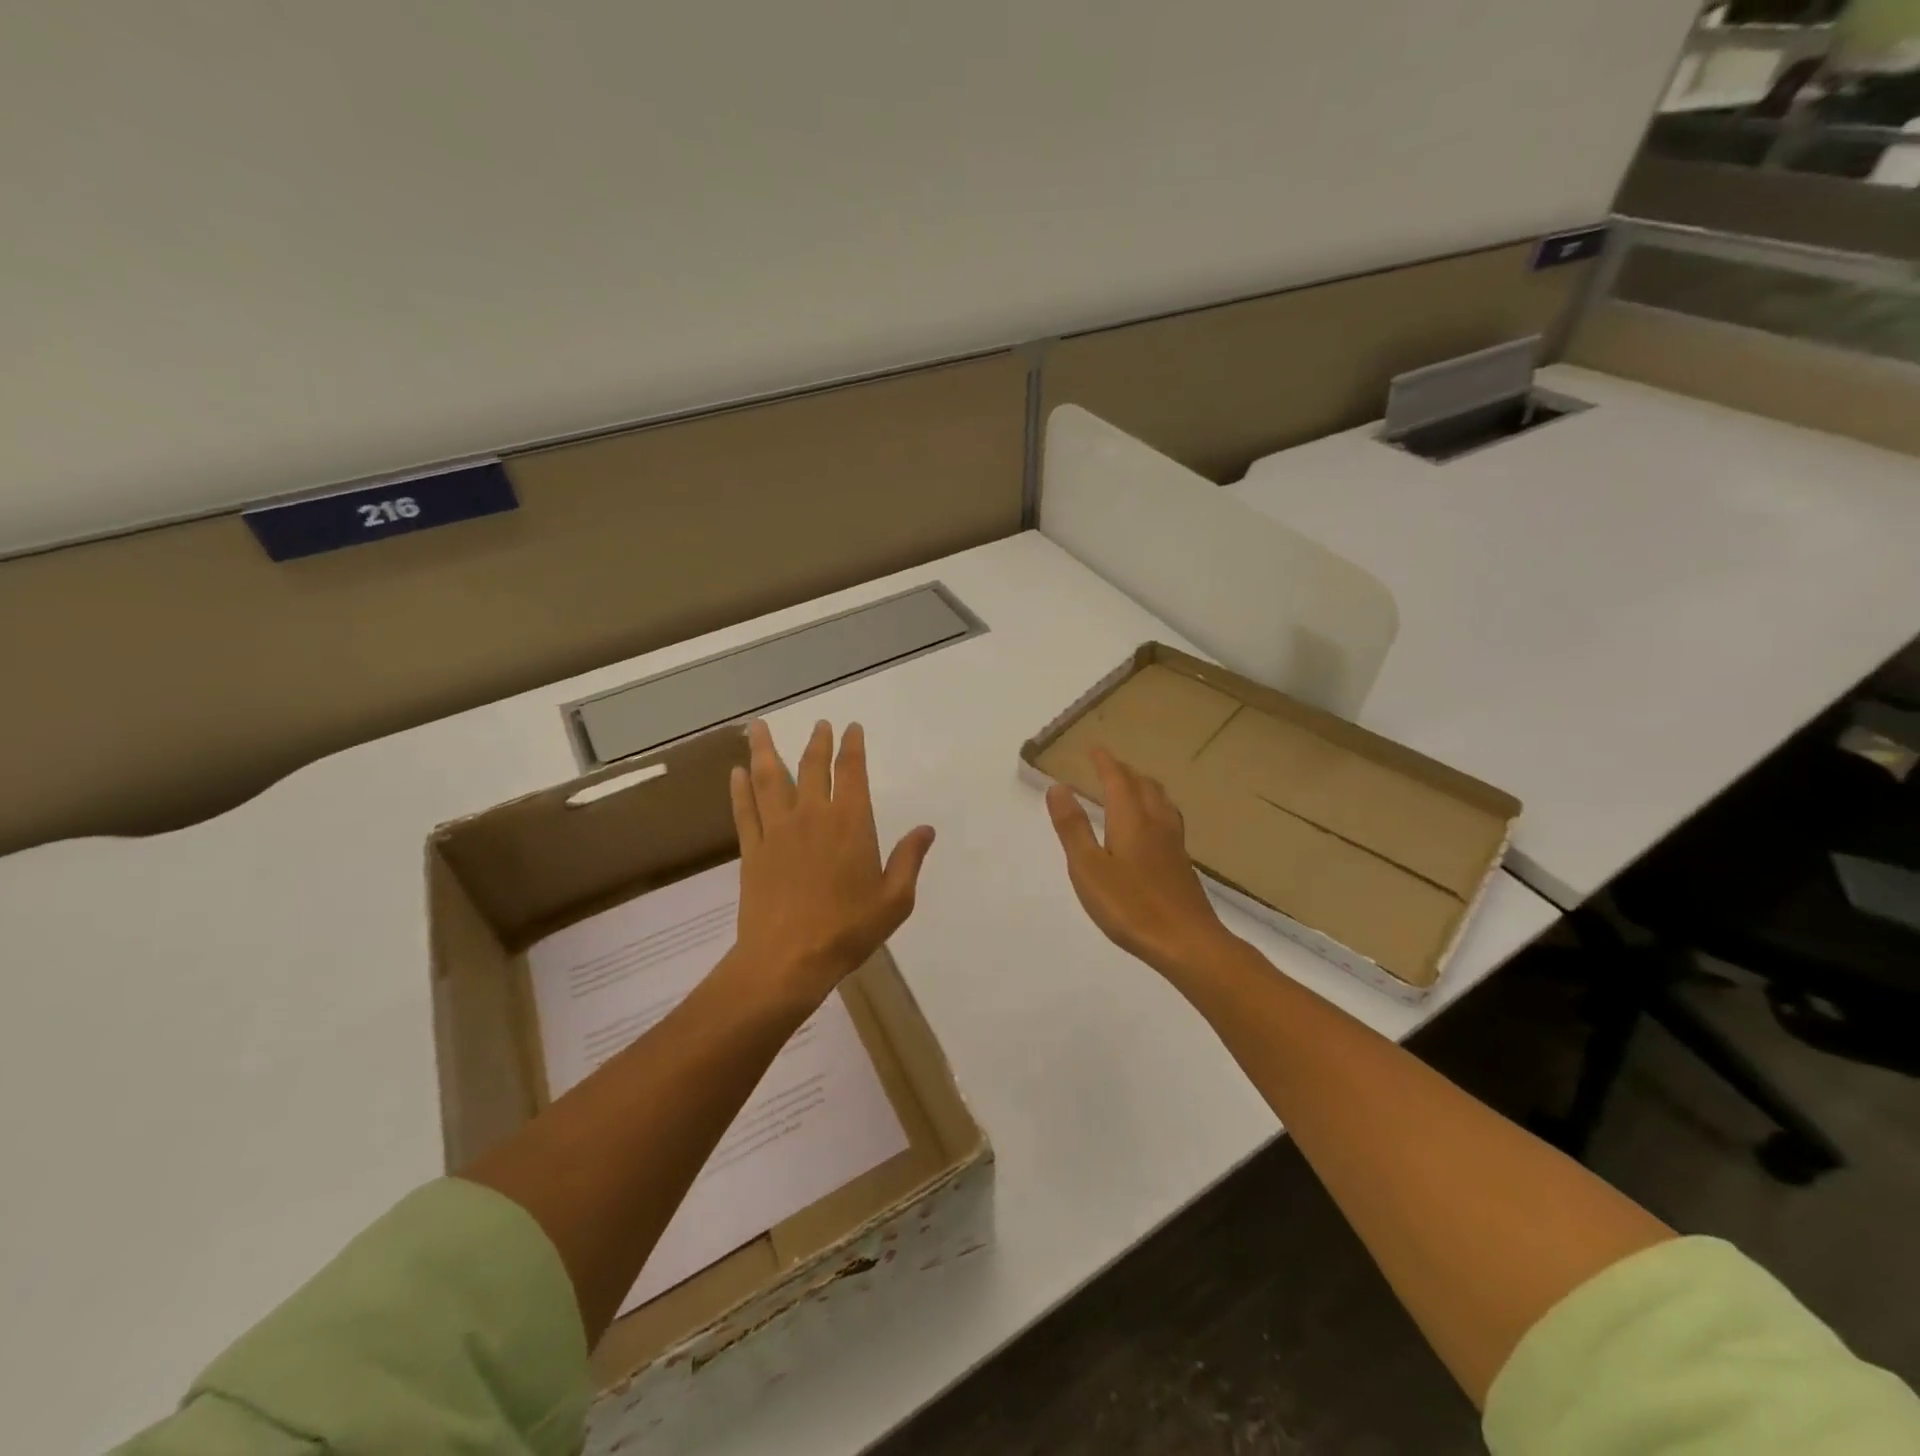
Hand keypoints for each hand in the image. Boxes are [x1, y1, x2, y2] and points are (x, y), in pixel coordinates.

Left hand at [728, 719, 935, 1007]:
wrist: (789, 959)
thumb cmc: (848, 929)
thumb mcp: (895, 899)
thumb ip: (909, 860)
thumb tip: (926, 829)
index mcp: (851, 823)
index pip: (852, 772)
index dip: (852, 747)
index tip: (851, 728)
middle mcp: (812, 816)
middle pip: (812, 767)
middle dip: (817, 742)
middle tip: (819, 724)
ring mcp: (778, 831)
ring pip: (770, 779)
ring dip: (765, 750)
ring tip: (758, 727)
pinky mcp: (752, 850)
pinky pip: (745, 811)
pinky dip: (739, 789)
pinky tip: (735, 772)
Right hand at [1047, 748, 1232, 978]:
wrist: (1187, 943)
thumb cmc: (1130, 906)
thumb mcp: (1088, 868)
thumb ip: (1073, 827)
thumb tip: (1058, 787)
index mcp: (1131, 820)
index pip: (1118, 781)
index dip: (1105, 763)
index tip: (1095, 749)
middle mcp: (1156, 824)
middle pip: (1144, 787)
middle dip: (1125, 772)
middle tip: (1110, 766)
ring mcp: (1174, 845)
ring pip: (1161, 803)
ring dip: (1145, 787)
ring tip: (1134, 788)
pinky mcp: (1183, 865)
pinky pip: (1169, 821)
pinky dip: (1156, 809)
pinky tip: (1155, 829)